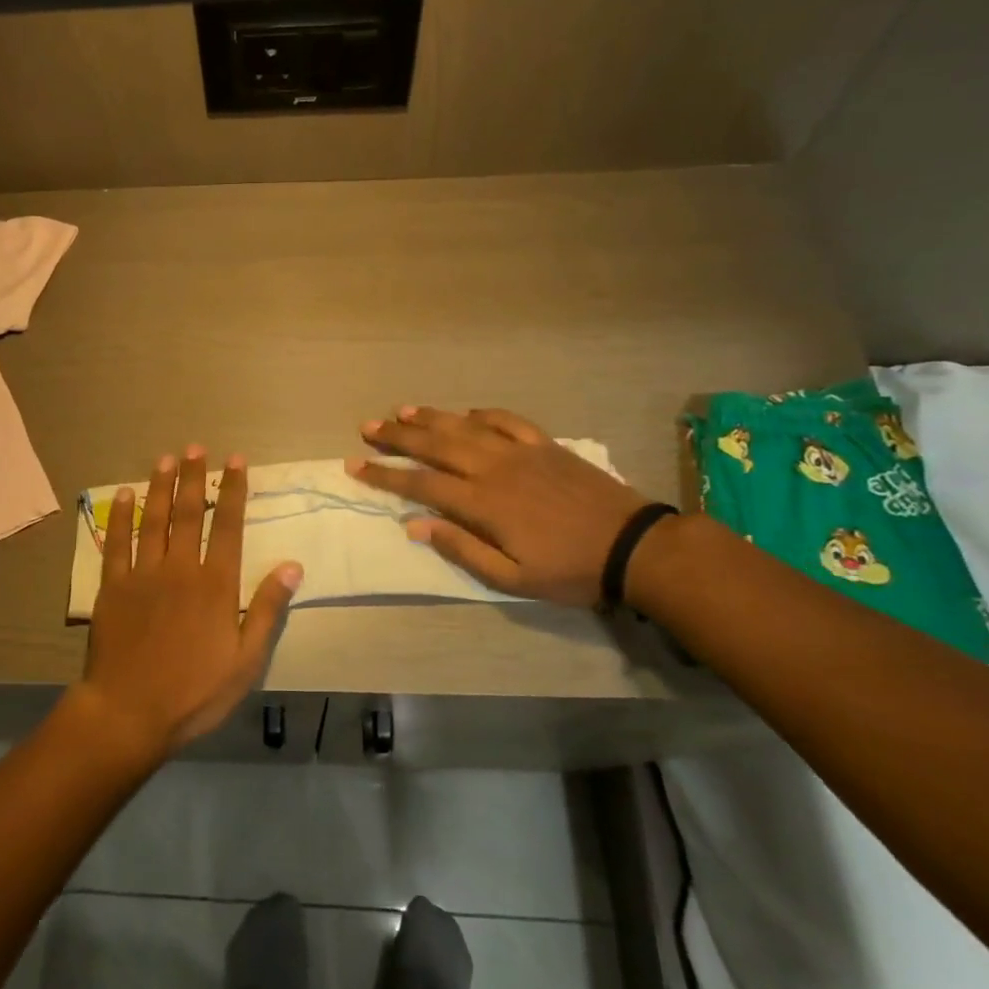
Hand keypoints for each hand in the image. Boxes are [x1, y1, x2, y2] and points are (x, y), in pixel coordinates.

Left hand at [75, 446, 302, 760]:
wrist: (129, 712)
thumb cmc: (194, 692)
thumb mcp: (246, 660)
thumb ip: (266, 609)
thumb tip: (292, 565)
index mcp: (216, 584)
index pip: (229, 526)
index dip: (234, 491)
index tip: (236, 461)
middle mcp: (180, 568)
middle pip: (190, 513)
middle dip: (196, 478)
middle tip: (197, 447)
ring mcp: (143, 574)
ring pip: (154, 519)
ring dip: (161, 486)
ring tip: (166, 458)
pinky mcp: (113, 586)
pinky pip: (117, 542)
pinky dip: (121, 516)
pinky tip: (123, 495)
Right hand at [348, 406, 650, 607]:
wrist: (633, 546)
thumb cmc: (570, 569)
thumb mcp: (512, 578)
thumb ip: (462, 549)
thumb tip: (415, 524)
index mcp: (483, 503)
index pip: (421, 483)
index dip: (385, 474)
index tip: (355, 465)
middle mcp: (494, 468)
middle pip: (436, 445)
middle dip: (397, 437)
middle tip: (367, 427)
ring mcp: (521, 452)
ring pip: (465, 427)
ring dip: (431, 418)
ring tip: (401, 411)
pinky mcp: (545, 445)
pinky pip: (507, 420)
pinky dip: (483, 413)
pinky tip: (466, 412)